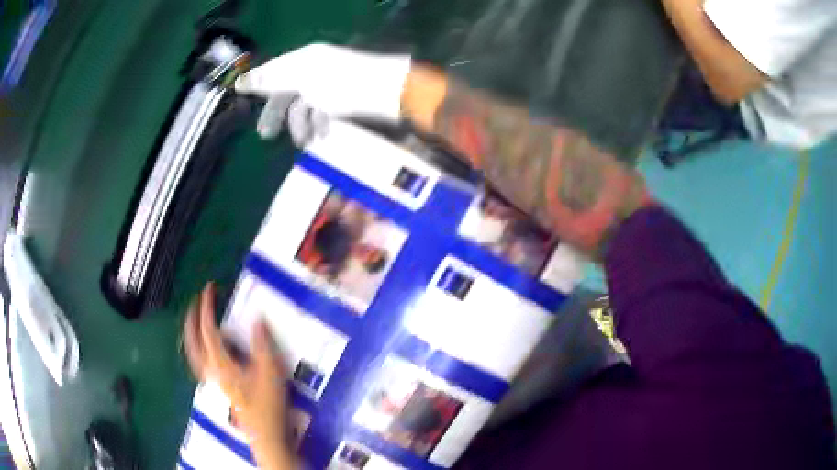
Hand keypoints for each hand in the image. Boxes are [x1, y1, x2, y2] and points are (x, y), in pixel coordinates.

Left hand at [183, 283, 295, 469]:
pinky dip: (196, 349)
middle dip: (191, 318)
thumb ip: (262, 344)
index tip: (210, 288)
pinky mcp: (217, 386)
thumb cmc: (267, 403)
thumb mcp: (270, 371)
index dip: (207, 307)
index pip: (208, 329)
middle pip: (192, 340)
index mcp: (221, 363)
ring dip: (190, 332)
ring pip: (192, 352)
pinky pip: (199, 362)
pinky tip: (203, 348)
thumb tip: (257, 319)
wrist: (265, 432)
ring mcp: (212, 379)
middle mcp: (211, 369)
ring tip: (194, 320)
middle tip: (197, 301)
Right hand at [236, 43, 411, 121]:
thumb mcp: (301, 78)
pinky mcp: (344, 100)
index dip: (259, 85)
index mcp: (304, 59)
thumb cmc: (342, 83)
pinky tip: (321, 136)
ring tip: (304, 141)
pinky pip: (323, 113)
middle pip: (287, 91)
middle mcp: (315, 69)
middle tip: (266, 135)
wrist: (388, 92)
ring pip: (305, 106)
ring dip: (301, 124)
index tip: (244, 102)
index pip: (274, 70)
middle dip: (278, 113)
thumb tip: (242, 81)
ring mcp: (330, 85)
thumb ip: (271, 79)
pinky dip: (319, 124)